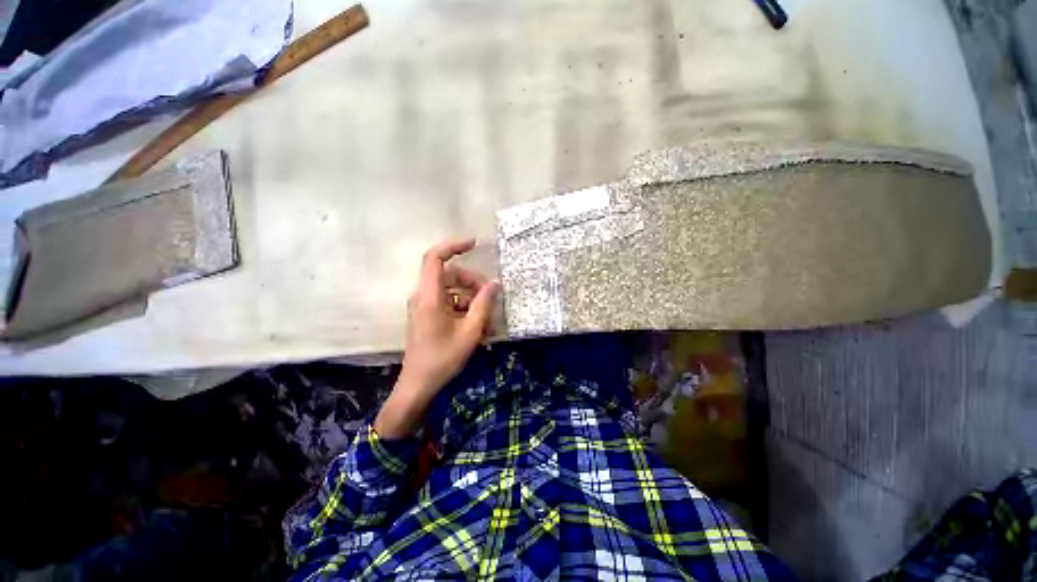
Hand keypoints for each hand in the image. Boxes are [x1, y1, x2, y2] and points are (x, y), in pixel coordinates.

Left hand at [374, 239, 498, 437]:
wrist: (418, 385)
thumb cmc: (443, 358)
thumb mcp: (470, 331)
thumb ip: (484, 304)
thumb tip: (494, 283)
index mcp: (429, 296)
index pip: (435, 258)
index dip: (454, 246)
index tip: (474, 244)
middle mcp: (423, 296)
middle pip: (450, 275)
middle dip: (472, 282)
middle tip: (490, 299)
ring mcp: (424, 305)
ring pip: (451, 289)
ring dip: (470, 298)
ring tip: (486, 319)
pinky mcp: (427, 314)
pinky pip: (448, 302)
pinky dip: (463, 308)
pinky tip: (476, 325)